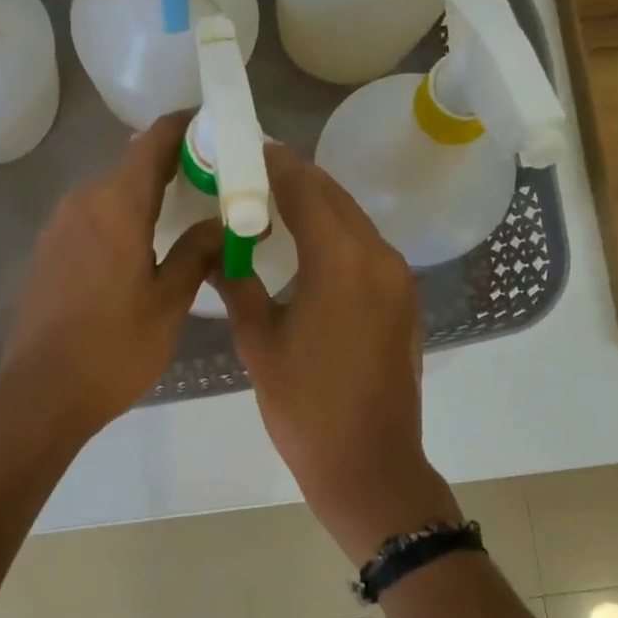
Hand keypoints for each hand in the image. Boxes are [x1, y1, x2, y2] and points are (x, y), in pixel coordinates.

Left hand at [0, 112, 220, 441]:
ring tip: (188, 212)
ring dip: (148, 193)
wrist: (42, 393)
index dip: (188, 128)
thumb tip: (221, 222)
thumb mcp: (169, 301)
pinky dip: (124, 216)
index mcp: (115, 203)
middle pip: (132, 164)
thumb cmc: (113, 348)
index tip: (221, 130)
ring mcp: (59, 225)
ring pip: (112, 191)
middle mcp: (82, 200)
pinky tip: (147, 243)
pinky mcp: (49, 250)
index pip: (154, 141)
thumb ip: (198, 252)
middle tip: (218, 182)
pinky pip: (94, 216)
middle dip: (175, 164)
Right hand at [213, 145, 460, 559]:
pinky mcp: (402, 301)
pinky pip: (365, 250)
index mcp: (343, 262)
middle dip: (291, 179)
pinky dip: (334, 236)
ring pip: (352, 221)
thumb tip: (215, 250)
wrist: (370, 466)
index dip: (270, 165)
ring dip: (313, 206)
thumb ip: (238, 284)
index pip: (304, 189)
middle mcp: (379, 257)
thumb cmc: (306, 408)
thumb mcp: (259, 343)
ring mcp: (397, 279)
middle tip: (245, 175)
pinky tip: (303, 248)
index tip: (238, 151)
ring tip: (266, 206)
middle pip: (333, 197)